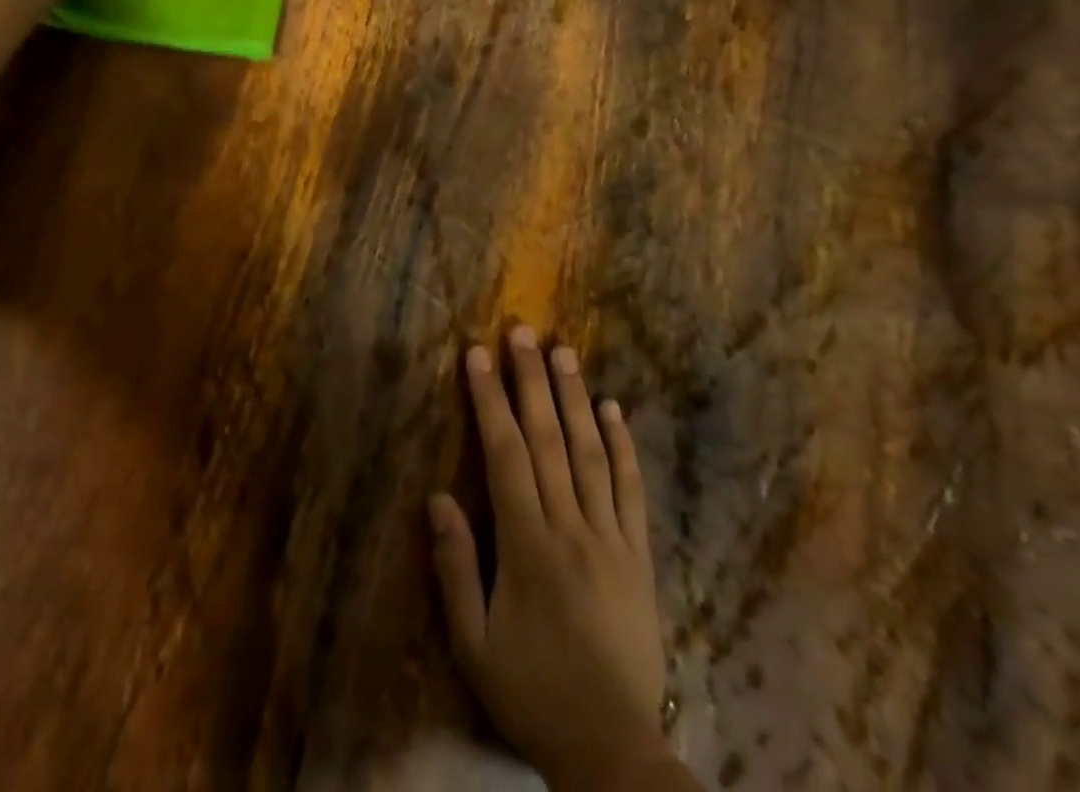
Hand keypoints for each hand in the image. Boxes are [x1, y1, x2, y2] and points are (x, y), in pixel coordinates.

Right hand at [431, 325, 681, 791]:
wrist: (613, 751)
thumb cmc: (532, 691)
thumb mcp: (474, 644)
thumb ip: (454, 568)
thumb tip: (438, 497)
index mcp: (527, 545)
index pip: (505, 454)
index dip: (490, 400)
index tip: (477, 354)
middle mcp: (571, 527)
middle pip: (549, 439)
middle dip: (531, 380)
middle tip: (522, 331)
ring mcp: (612, 538)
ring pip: (591, 453)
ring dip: (575, 398)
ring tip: (564, 352)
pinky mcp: (640, 555)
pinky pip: (631, 491)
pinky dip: (623, 446)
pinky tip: (613, 409)